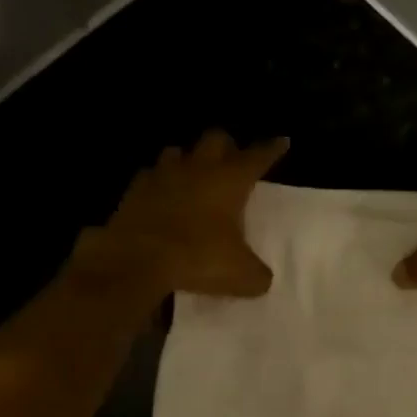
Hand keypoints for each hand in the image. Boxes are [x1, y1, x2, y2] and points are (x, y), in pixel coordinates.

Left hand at [79, 130, 287, 297]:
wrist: (138, 260)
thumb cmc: (198, 259)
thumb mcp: (241, 276)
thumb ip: (257, 274)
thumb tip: (260, 278)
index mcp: (230, 181)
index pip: (258, 156)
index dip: (271, 149)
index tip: (281, 142)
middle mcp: (198, 168)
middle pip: (216, 139)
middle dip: (227, 146)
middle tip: (232, 160)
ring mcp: (163, 174)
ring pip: (179, 151)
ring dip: (189, 160)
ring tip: (193, 175)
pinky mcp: (135, 189)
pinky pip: (150, 175)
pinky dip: (159, 182)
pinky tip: (161, 195)